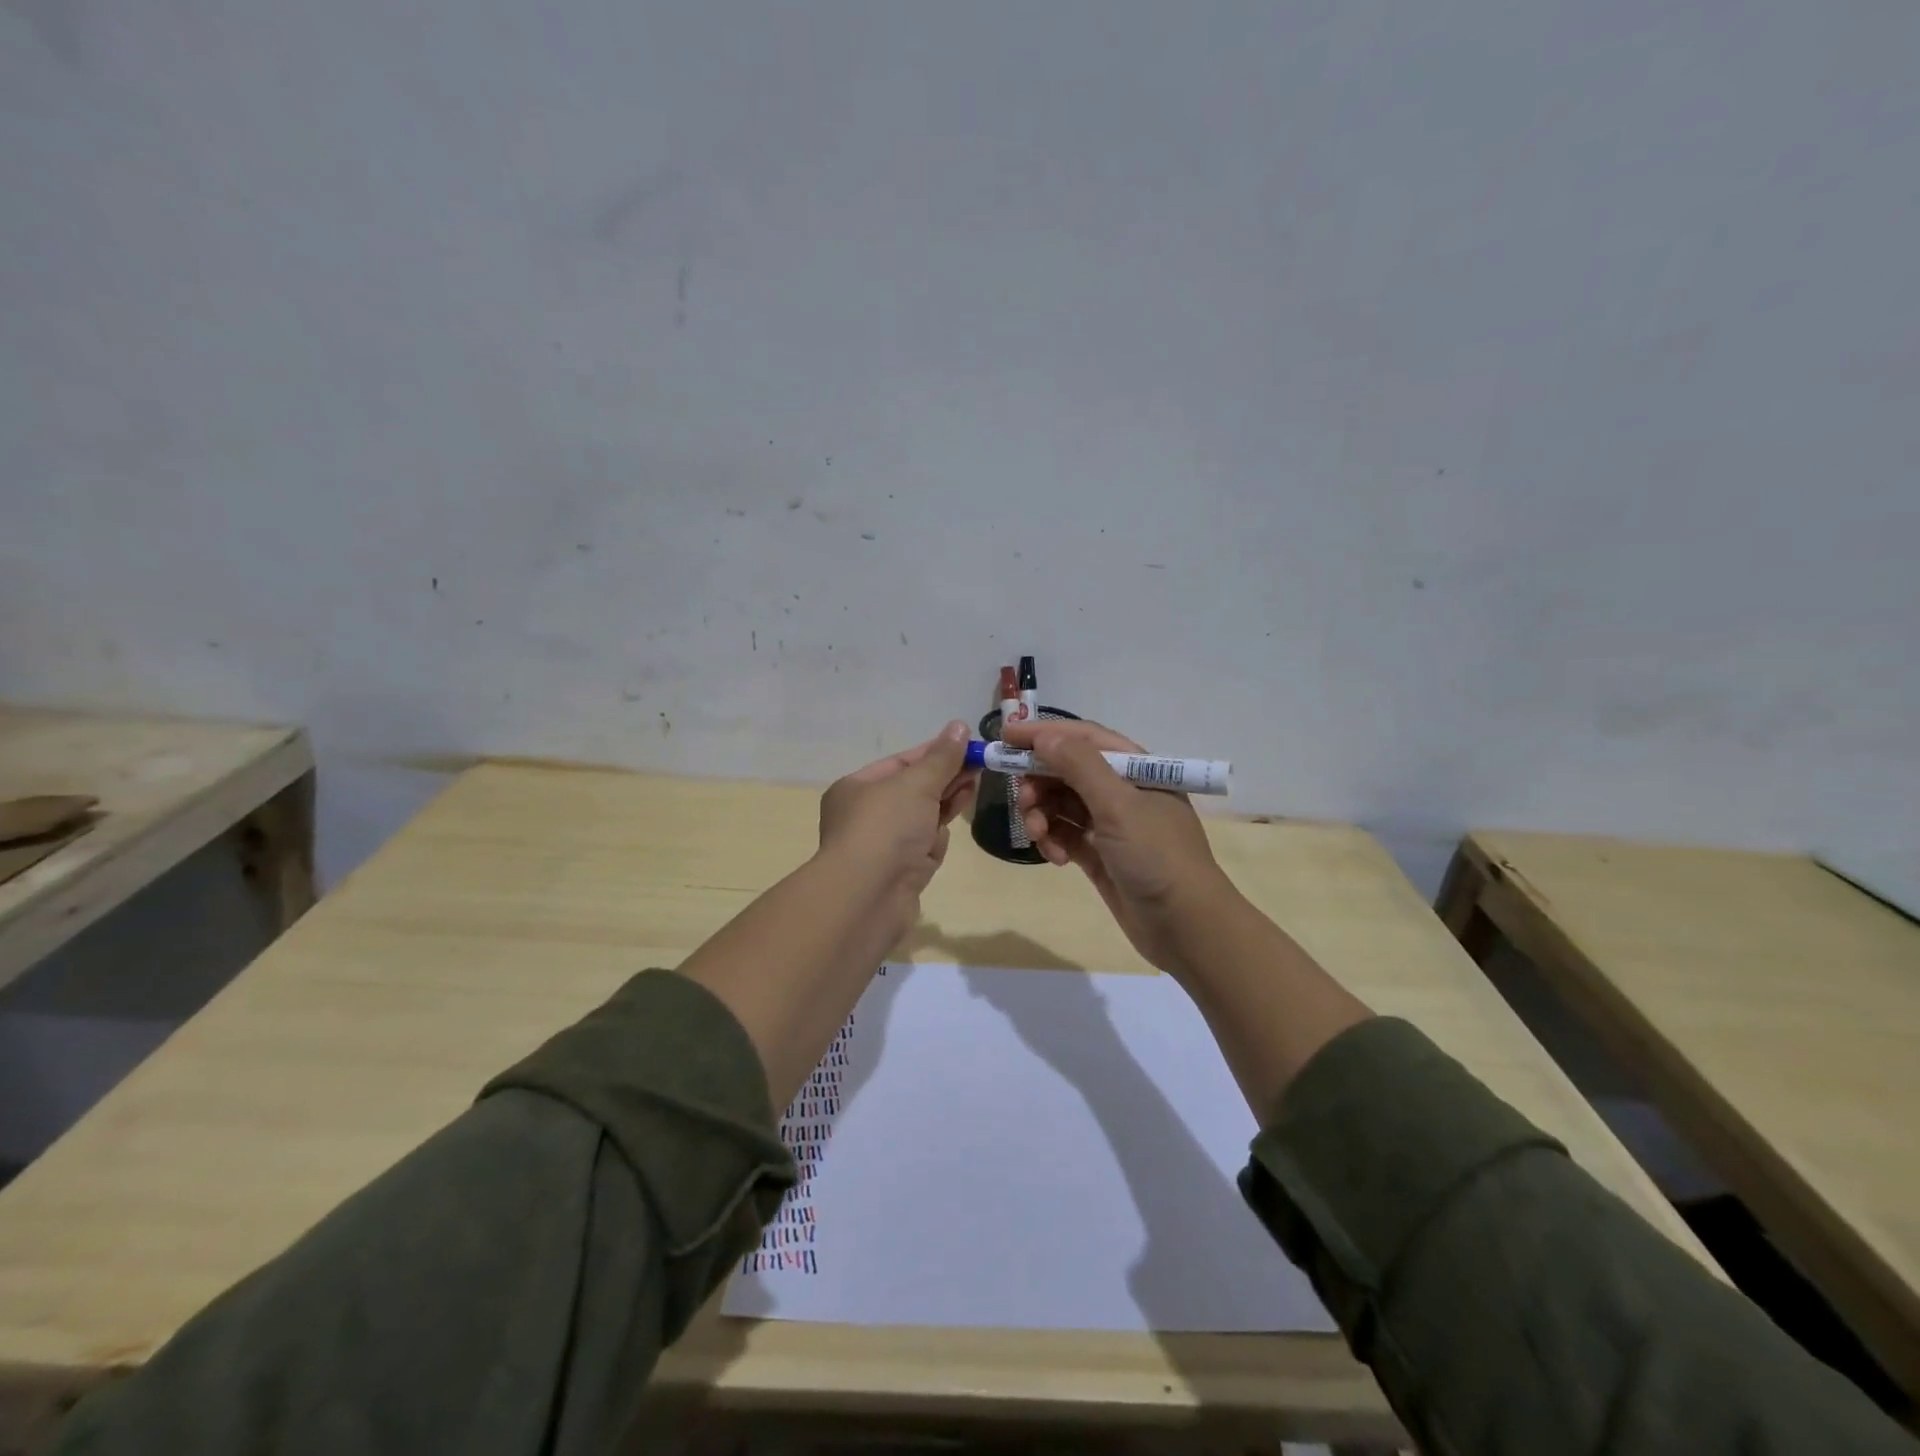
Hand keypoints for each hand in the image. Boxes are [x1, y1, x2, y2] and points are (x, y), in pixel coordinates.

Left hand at [817, 721, 976, 910]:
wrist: (868, 897)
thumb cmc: (886, 828)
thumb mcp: (916, 784)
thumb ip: (941, 758)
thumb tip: (959, 726)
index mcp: (856, 788)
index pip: (901, 763)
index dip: (935, 753)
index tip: (967, 745)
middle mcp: (866, 815)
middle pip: (913, 790)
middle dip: (945, 777)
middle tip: (980, 764)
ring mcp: (883, 846)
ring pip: (921, 818)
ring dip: (945, 803)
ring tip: (973, 786)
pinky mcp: (900, 872)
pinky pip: (923, 846)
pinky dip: (936, 838)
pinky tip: (948, 831)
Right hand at [1003, 718, 1234, 975]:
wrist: (1186, 927)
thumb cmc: (1156, 856)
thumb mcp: (1118, 805)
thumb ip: (1080, 765)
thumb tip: (1044, 736)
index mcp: (1135, 769)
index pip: (1083, 738)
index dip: (1043, 734)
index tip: (1004, 737)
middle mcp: (1122, 791)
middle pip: (1067, 771)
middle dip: (1039, 782)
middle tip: (1022, 800)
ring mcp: (1111, 824)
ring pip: (1061, 804)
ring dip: (1043, 814)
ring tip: (1039, 835)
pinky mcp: (1100, 854)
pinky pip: (1065, 835)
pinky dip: (1053, 841)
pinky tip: (1054, 858)